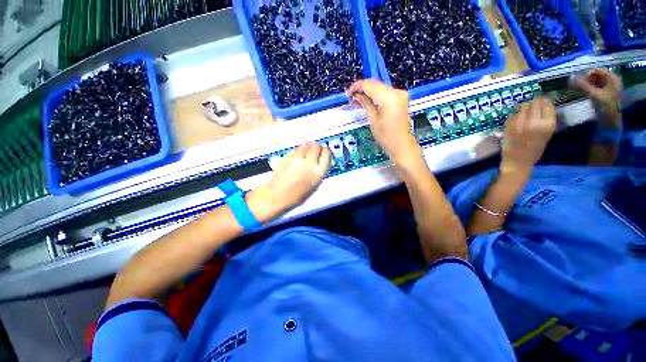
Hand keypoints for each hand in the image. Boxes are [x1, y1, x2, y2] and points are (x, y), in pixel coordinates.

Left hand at [247, 142, 329, 221]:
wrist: (278, 195)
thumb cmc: (297, 195)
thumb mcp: (313, 186)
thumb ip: (317, 172)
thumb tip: (318, 162)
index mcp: (318, 172)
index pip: (326, 155)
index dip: (325, 151)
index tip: (324, 149)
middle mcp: (310, 163)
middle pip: (316, 147)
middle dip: (316, 146)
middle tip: (314, 146)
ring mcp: (298, 159)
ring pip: (305, 146)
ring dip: (306, 146)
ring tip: (305, 149)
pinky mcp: (288, 156)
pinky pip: (295, 149)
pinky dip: (297, 149)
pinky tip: (297, 153)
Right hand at [346, 80, 419, 164]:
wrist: (401, 144)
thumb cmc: (386, 136)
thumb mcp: (373, 120)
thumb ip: (365, 104)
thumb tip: (357, 95)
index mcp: (389, 98)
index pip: (369, 85)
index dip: (357, 86)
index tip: (348, 92)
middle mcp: (396, 92)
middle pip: (375, 83)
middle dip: (362, 88)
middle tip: (351, 96)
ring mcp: (400, 94)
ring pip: (380, 87)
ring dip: (368, 91)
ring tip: (357, 100)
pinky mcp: (401, 98)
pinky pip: (385, 92)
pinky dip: (376, 95)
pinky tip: (368, 101)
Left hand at [500, 97, 556, 176]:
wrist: (517, 161)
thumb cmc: (534, 151)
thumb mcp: (546, 135)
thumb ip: (545, 121)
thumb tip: (543, 105)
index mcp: (547, 125)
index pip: (548, 105)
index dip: (545, 102)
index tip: (543, 103)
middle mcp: (534, 122)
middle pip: (535, 102)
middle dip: (534, 103)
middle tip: (533, 107)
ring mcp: (520, 123)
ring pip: (523, 106)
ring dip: (524, 109)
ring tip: (524, 115)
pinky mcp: (508, 126)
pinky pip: (512, 114)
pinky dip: (514, 116)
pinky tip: (516, 123)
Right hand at [570, 69, 622, 128]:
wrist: (611, 121)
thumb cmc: (605, 107)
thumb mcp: (594, 95)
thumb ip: (583, 86)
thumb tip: (571, 79)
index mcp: (613, 78)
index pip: (598, 70)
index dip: (588, 74)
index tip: (578, 80)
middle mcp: (612, 81)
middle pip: (598, 76)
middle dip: (587, 79)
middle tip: (578, 85)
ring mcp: (610, 88)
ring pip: (597, 82)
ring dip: (588, 84)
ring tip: (579, 88)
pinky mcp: (606, 94)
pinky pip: (597, 87)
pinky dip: (590, 88)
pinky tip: (585, 92)